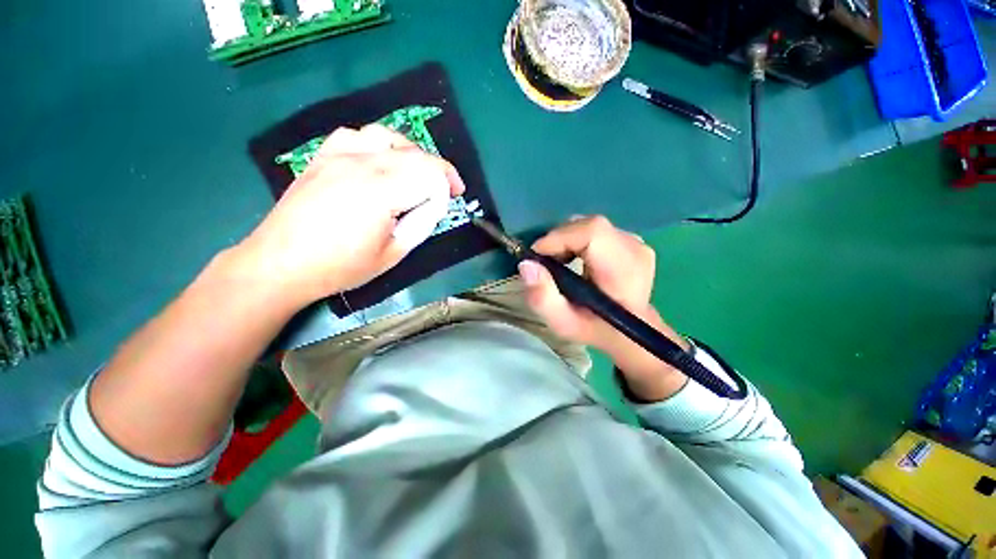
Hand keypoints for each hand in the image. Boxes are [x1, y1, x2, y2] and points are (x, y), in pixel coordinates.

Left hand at [237, 125, 464, 309]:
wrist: (282, 263)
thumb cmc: (341, 266)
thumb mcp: (394, 253)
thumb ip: (421, 224)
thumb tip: (434, 204)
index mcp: (381, 191)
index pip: (430, 174)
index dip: (447, 187)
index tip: (452, 201)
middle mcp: (362, 164)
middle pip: (414, 154)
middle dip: (439, 170)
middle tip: (448, 189)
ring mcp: (338, 155)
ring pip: (388, 137)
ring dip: (412, 153)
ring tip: (418, 172)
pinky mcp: (323, 157)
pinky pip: (358, 135)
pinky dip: (379, 144)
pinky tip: (380, 161)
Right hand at [520, 215, 688, 400]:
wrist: (628, 331)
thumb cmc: (595, 329)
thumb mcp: (563, 323)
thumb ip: (542, 298)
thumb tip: (526, 265)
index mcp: (624, 272)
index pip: (593, 233)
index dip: (560, 237)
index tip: (537, 255)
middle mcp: (635, 250)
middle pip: (589, 226)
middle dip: (559, 239)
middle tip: (545, 262)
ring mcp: (636, 243)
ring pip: (590, 225)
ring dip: (567, 239)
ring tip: (559, 262)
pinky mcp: (631, 240)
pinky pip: (596, 229)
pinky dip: (577, 239)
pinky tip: (573, 258)